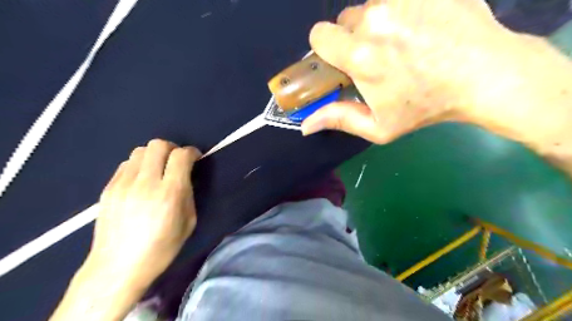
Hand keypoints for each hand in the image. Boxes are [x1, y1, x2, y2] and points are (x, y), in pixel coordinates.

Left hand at [84, 140, 200, 288]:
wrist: (118, 267)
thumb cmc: (161, 248)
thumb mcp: (188, 222)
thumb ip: (189, 194)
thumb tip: (186, 177)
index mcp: (169, 193)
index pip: (181, 156)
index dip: (192, 152)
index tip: (195, 158)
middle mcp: (146, 183)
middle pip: (158, 145)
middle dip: (172, 148)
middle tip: (176, 161)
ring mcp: (123, 184)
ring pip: (140, 150)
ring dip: (154, 155)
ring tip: (158, 170)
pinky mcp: (108, 188)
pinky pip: (126, 164)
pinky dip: (139, 165)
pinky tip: (142, 181)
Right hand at [303, 0, 519, 142]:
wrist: (482, 75)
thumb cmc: (425, 107)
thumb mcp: (379, 127)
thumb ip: (339, 120)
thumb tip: (305, 126)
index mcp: (360, 56)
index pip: (319, 35)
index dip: (325, 48)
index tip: (339, 60)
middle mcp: (375, 20)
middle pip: (344, 19)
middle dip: (352, 38)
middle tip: (375, 56)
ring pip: (371, 6)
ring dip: (376, 23)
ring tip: (401, 42)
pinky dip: (400, 11)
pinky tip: (420, 27)